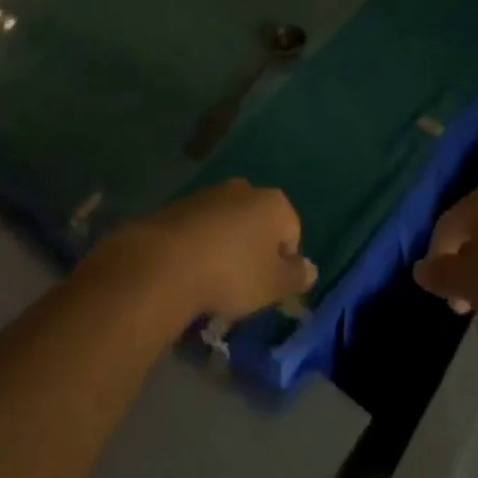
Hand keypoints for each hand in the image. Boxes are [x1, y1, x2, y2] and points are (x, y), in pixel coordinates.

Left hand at [98, 180, 316, 324]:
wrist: (166, 263)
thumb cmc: (232, 273)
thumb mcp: (272, 285)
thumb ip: (296, 277)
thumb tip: (310, 269)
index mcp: (274, 203)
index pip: (292, 232)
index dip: (283, 263)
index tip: (266, 288)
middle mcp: (245, 189)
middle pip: (259, 224)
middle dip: (254, 251)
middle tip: (242, 285)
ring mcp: (211, 193)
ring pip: (229, 224)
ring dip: (226, 248)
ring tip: (212, 282)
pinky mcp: (180, 205)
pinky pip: (201, 228)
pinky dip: (201, 246)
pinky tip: (190, 271)